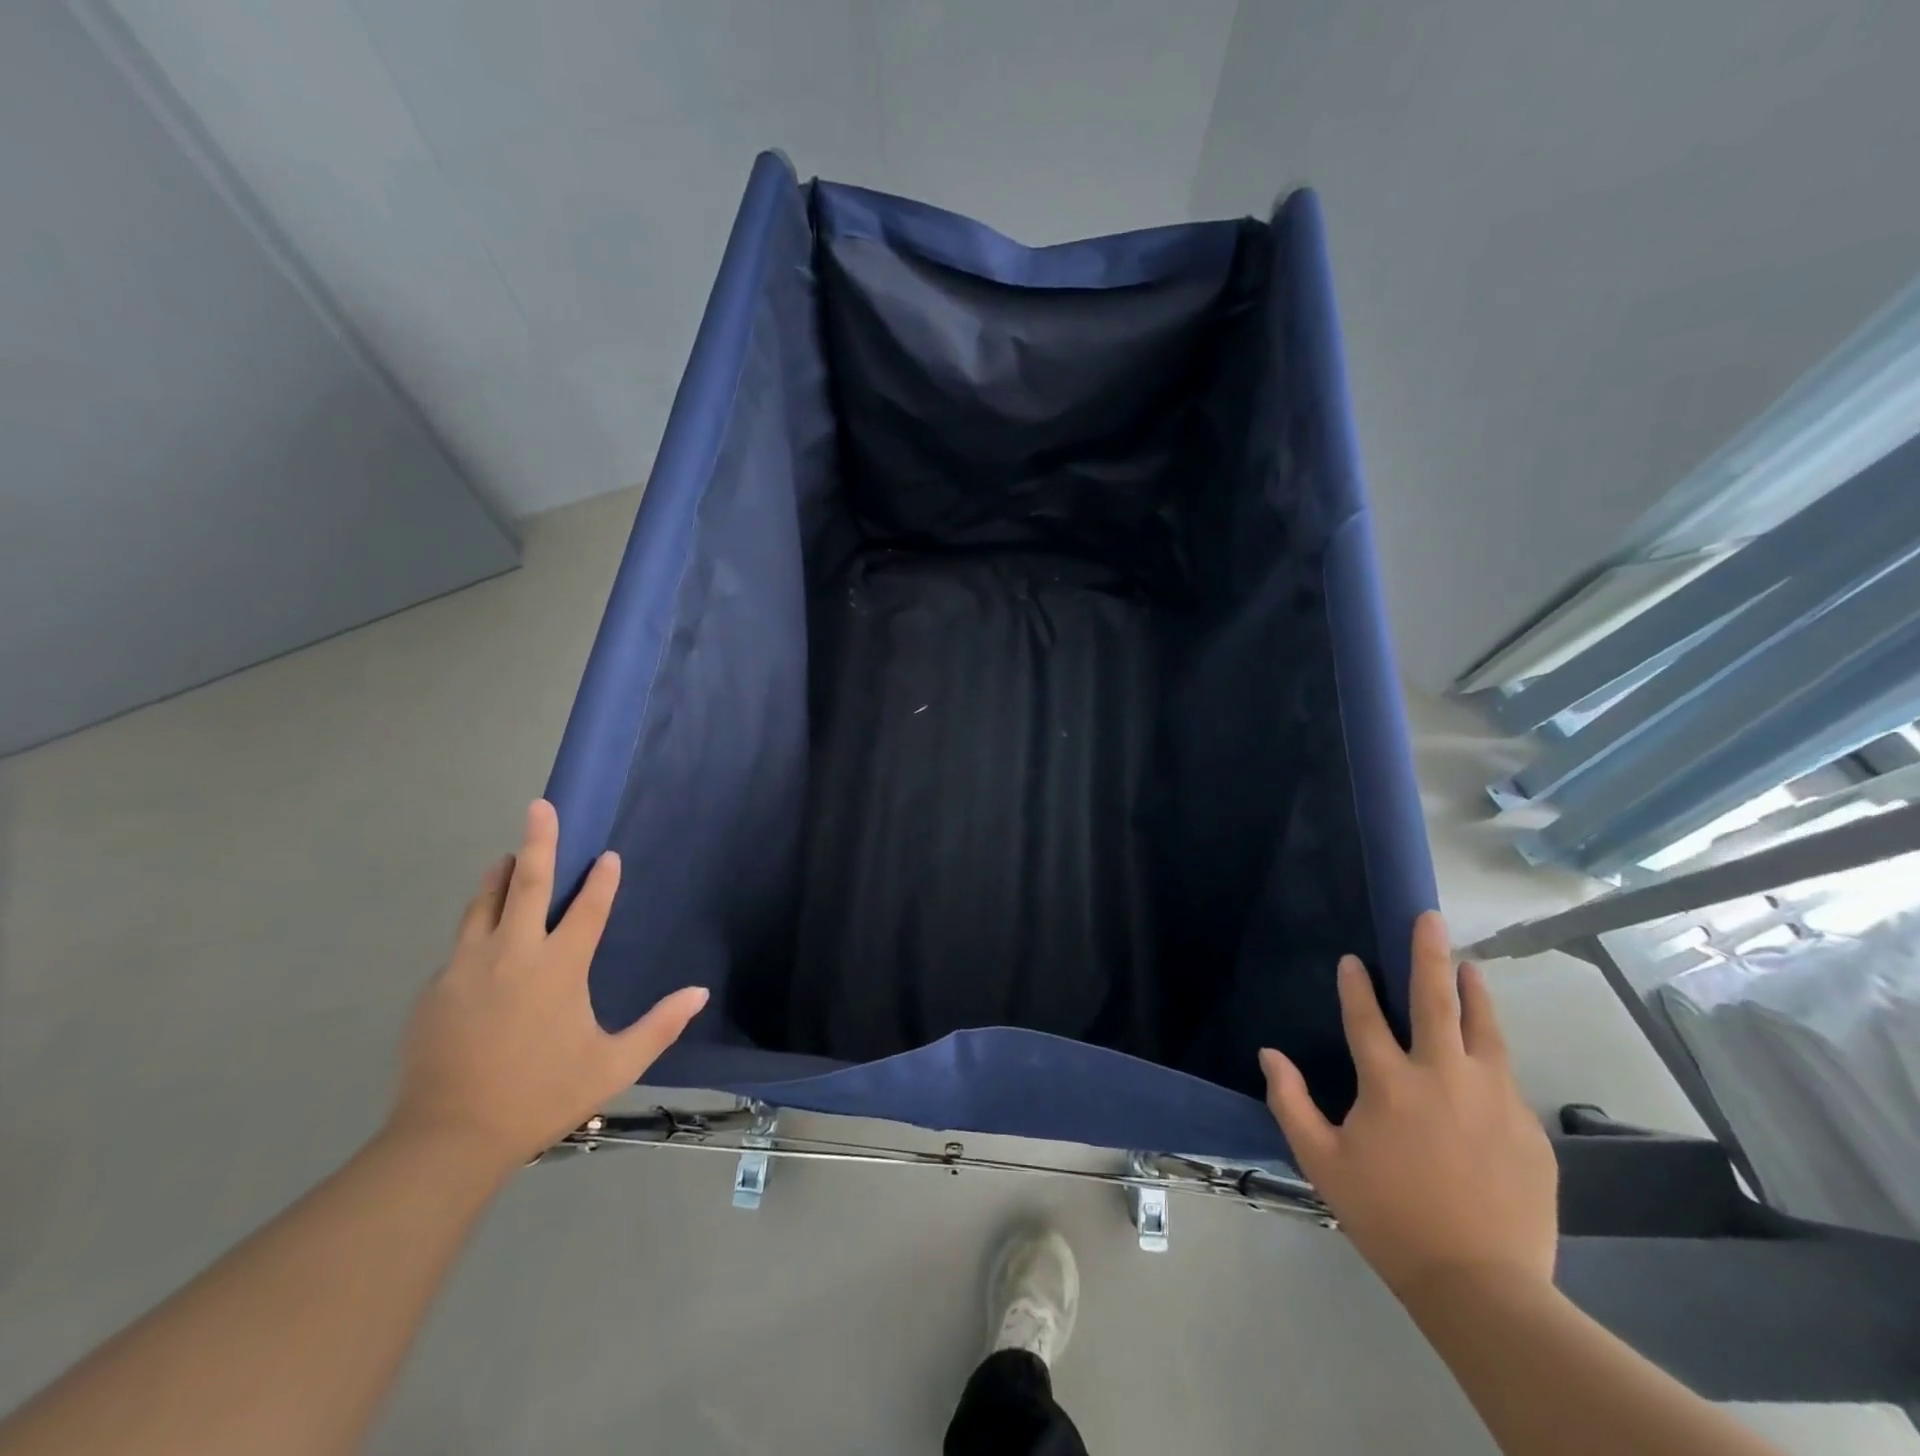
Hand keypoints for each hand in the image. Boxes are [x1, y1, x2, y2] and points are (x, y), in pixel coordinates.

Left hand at [387, 800, 708, 1173]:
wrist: (449, 1138)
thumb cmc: (542, 1095)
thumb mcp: (614, 1065)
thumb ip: (660, 1026)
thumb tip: (700, 994)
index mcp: (558, 967)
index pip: (587, 908)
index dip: (601, 880)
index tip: (608, 856)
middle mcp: (512, 954)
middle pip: (525, 884)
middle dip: (537, 841)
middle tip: (539, 806)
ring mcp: (466, 968)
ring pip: (483, 906)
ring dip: (498, 876)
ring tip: (505, 857)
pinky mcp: (435, 989)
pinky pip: (462, 946)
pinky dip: (478, 928)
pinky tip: (483, 941)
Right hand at [1260, 911, 1557, 1300]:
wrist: (1481, 1285)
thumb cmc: (1388, 1216)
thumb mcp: (1321, 1162)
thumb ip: (1291, 1102)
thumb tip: (1269, 1055)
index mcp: (1388, 1083)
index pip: (1366, 1017)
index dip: (1355, 985)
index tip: (1351, 960)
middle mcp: (1442, 1076)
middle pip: (1435, 1001)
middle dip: (1428, 954)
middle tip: (1429, 918)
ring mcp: (1492, 1098)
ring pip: (1484, 1028)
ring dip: (1474, 991)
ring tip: (1470, 966)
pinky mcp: (1526, 1127)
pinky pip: (1505, 1075)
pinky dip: (1491, 1052)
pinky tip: (1487, 1052)